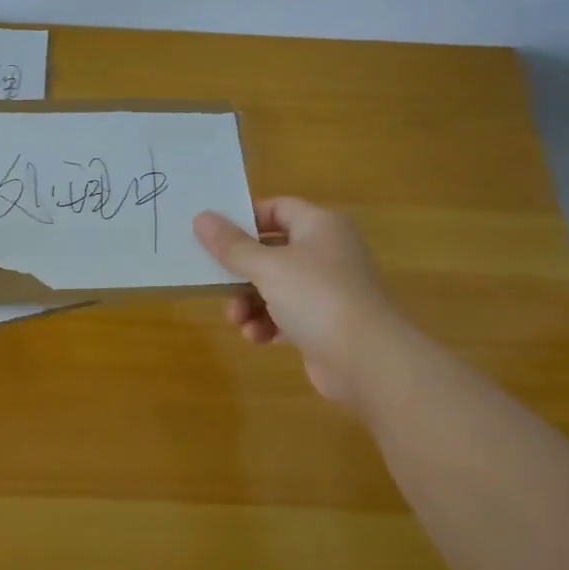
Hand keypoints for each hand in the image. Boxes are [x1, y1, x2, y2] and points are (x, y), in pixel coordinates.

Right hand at [193, 197, 394, 402]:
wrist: (367, 361)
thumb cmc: (316, 297)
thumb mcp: (267, 267)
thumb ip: (231, 245)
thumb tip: (200, 217)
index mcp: (320, 226)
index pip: (277, 208)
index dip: (246, 220)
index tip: (216, 237)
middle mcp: (327, 252)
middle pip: (271, 251)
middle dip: (241, 272)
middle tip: (216, 283)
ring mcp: (328, 289)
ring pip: (275, 286)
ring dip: (250, 303)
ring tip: (238, 320)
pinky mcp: (324, 323)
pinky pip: (286, 315)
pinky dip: (268, 324)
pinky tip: (257, 338)